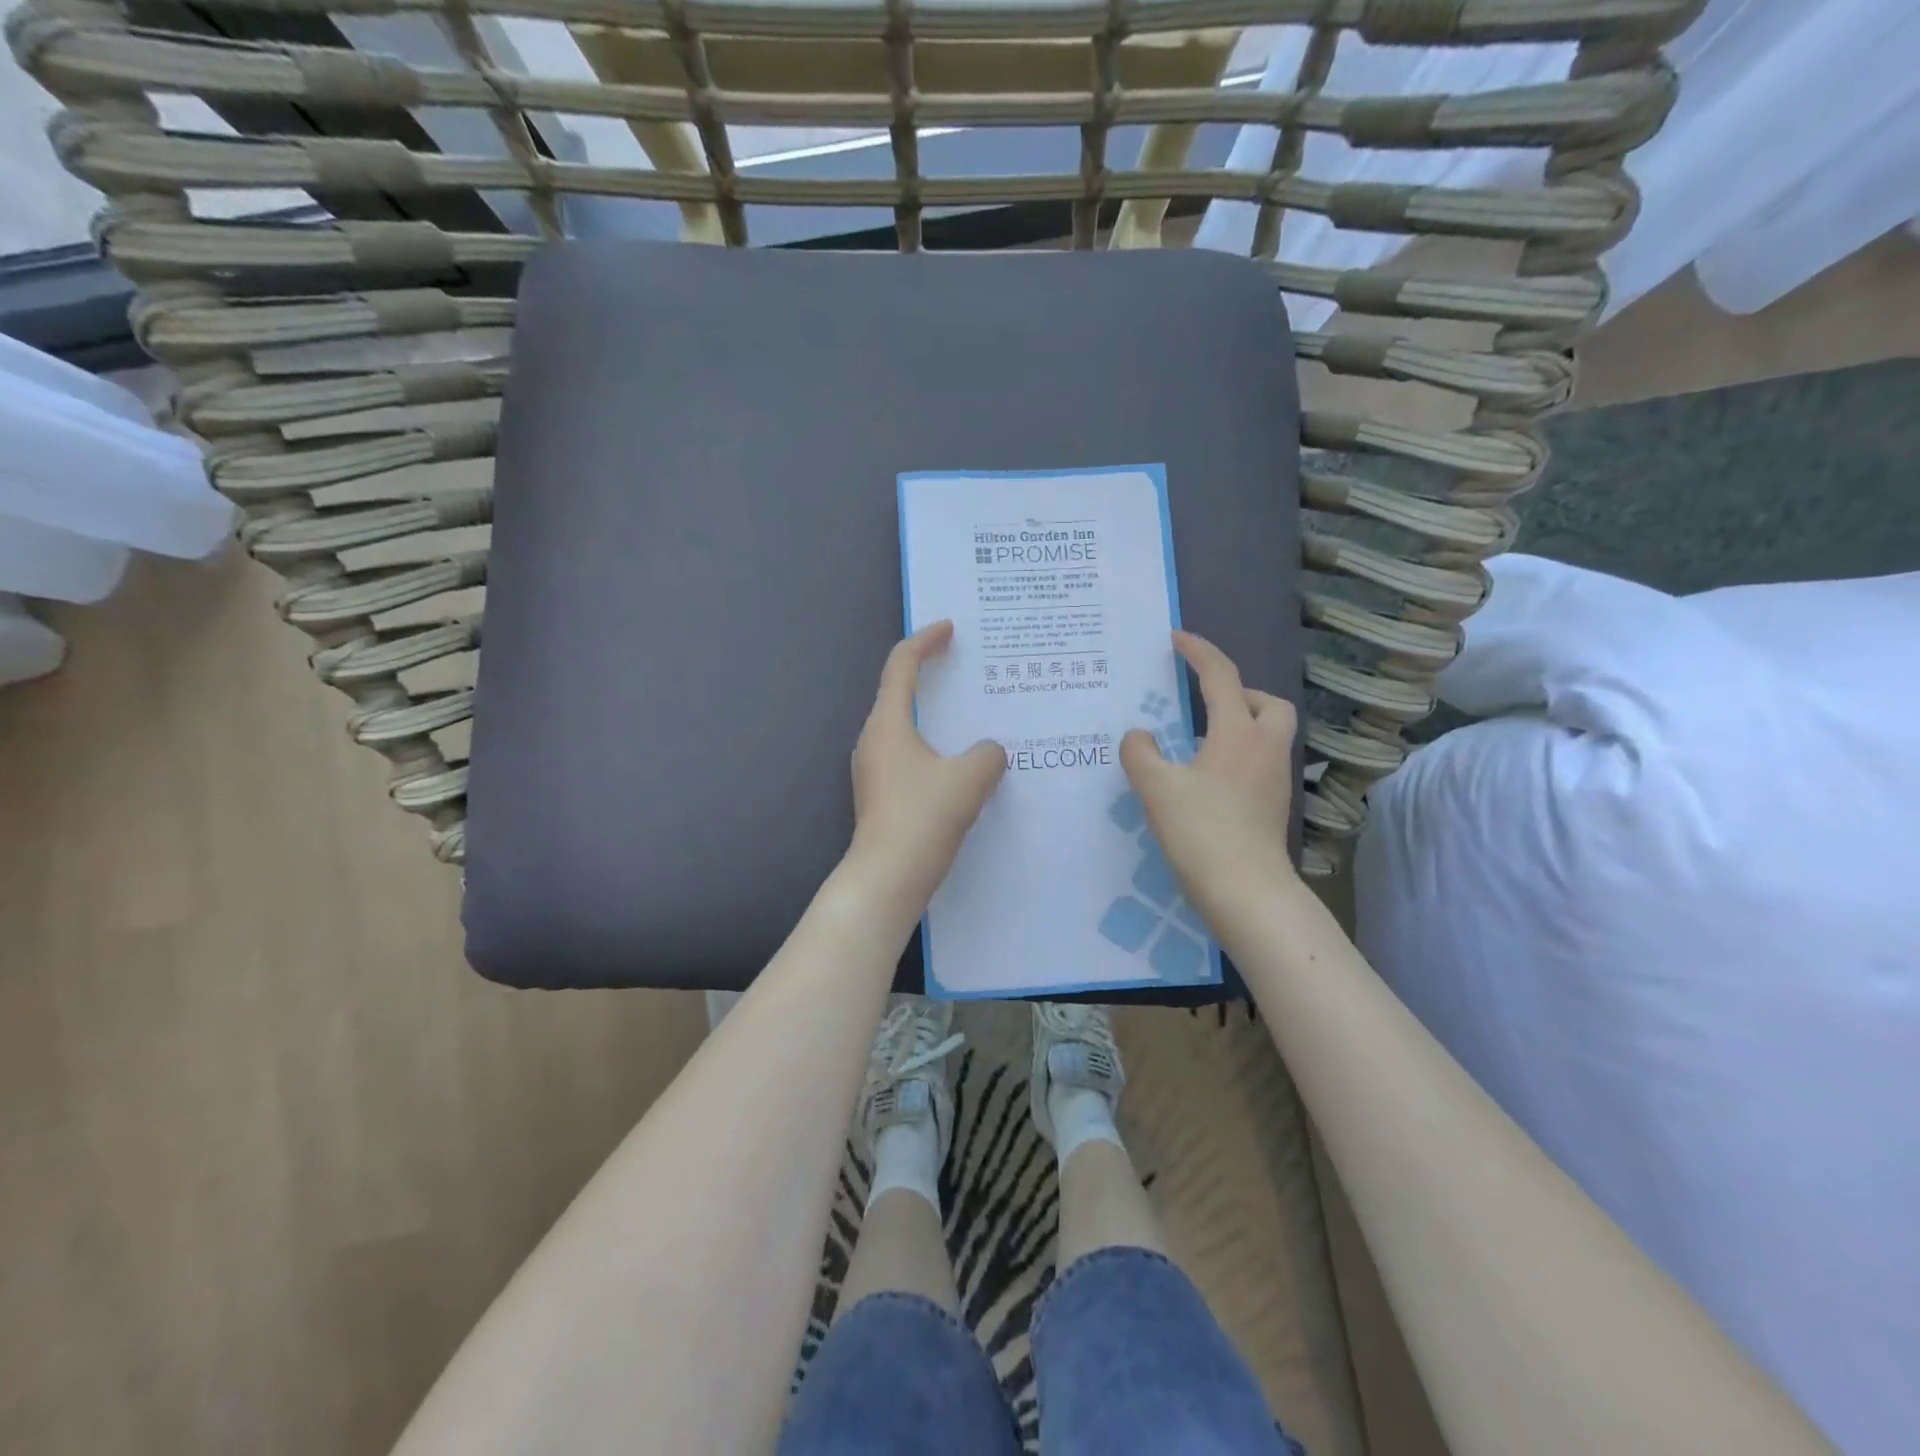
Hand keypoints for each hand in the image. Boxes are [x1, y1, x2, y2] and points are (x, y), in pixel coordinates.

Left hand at [846, 621, 1005, 911]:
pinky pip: (909, 756)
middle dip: (932, 677)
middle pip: (899, 693)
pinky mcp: (881, 794)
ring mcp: (873, 769)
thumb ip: (988, 754)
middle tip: (966, 670)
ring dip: (935, 717)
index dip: (925, 641)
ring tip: (971, 717)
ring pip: (906, 728)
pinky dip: (933, 747)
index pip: (901, 665)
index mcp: (887, 723)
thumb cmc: (923, 818)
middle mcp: (873, 739)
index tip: (949, 629)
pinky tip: (960, 763)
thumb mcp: (970, 779)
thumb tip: (989, 752)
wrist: (887, 878)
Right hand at [1120, 631, 1298, 915]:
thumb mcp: (1157, 788)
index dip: (1198, 651)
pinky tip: (1206, 778)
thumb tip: (1140, 736)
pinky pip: (1259, 763)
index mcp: (1238, 733)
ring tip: (1198, 742)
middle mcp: (1264, 749)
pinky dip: (1237, 756)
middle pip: (1269, 703)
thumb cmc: (1202, 831)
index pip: (1221, 676)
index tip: (1177, 638)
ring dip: (1240, 725)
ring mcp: (1274, 780)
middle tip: (1205, 704)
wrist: (1247, 890)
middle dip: (1240, 693)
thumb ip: (1140, 753)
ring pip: (1268, 734)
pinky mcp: (1273, 806)